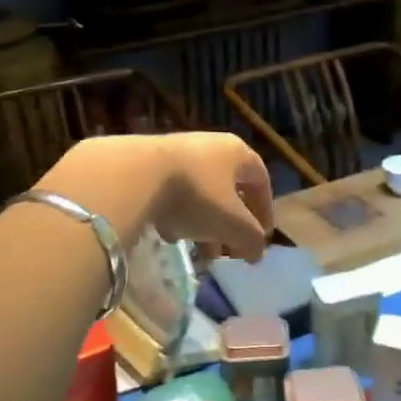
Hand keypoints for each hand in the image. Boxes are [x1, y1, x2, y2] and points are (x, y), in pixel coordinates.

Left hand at [41, 133, 273, 262]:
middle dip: (231, 224)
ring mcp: (178, 153)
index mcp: (237, 153)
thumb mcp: (233, 224)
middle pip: (229, 189)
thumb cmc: (196, 195)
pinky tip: (169, 235)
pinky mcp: (149, 164)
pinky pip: (173, 192)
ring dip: (205, 224)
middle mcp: (211, 146)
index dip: (265, 210)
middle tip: (230, 251)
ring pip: (201, 192)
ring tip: (201, 253)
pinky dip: (178, 214)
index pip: (261, 180)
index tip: (262, 237)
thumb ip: (251, 239)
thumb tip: (257, 253)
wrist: (135, 174)